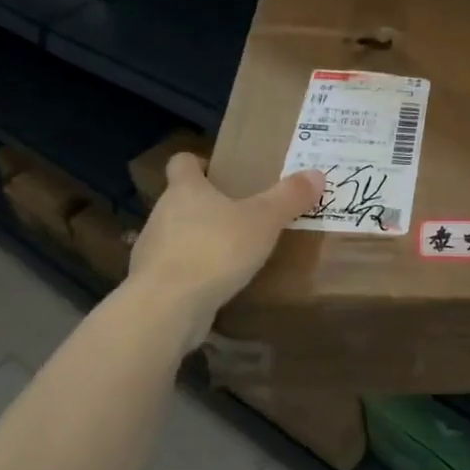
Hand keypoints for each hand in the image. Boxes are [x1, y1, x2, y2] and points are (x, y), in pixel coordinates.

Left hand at [129, 153, 323, 339]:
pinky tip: (217, 286)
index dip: (198, 163)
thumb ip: (289, 197)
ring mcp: (152, 250)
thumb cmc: (215, 250)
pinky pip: (176, 269)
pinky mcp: (153, 283)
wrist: (167, 307)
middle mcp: (162, 213)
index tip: (219, 171)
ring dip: (199, 240)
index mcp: (185, 189)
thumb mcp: (263, 220)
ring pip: (177, 235)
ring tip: (232, 253)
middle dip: (207, 205)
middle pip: (181, 200)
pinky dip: (194, 273)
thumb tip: (317, 173)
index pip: (181, 162)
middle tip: (240, 214)